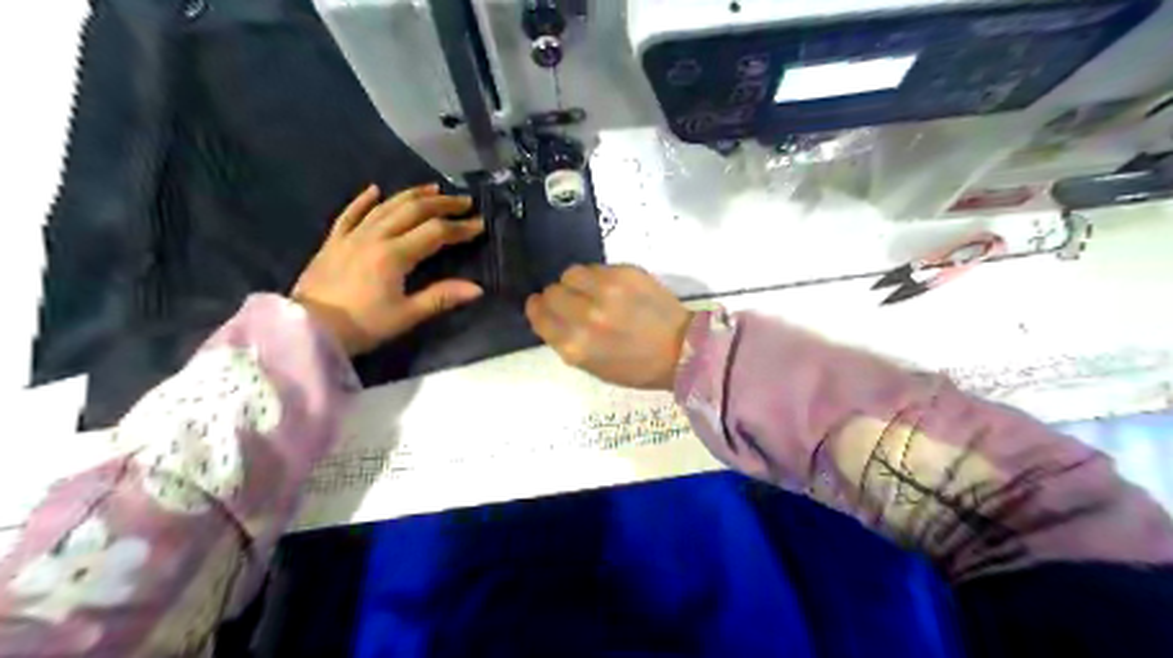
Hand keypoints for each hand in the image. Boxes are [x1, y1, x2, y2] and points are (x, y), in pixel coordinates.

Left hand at [292, 182, 486, 355]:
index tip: (480, 225)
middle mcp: (374, 237)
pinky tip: (375, 189)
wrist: (307, 330)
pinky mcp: (333, 242)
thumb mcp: (406, 316)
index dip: (460, 228)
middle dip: (442, 204)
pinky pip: (350, 214)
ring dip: (411, 195)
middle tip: (464, 201)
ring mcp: (351, 236)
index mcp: (394, 255)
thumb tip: (477, 289)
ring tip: (433, 188)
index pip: (435, 233)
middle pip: (412, 211)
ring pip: (385, 206)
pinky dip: (363, 200)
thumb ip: (441, 297)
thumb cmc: (361, 326)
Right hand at [524, 266, 694, 390]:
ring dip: (576, 283)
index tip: (545, 307)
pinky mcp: (625, 273)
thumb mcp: (592, 366)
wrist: (682, 350)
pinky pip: (596, 267)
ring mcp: (606, 290)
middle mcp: (585, 315)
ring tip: (593, 292)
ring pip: (570, 273)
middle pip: (551, 291)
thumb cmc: (637, 367)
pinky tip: (614, 289)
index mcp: (574, 345)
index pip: (538, 314)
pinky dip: (598, 277)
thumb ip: (566, 340)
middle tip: (574, 302)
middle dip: (558, 297)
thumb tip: (550, 315)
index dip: (539, 309)